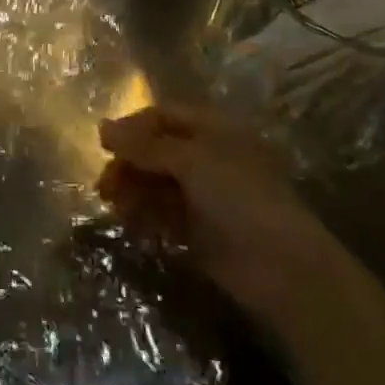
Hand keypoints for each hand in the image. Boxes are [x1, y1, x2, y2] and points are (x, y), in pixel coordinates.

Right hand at [97, 105, 343, 324]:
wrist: (281, 267)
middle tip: (104, 184)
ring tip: (113, 204)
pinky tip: (129, 222)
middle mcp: (208, 157)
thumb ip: (145, 145)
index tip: (103, 144)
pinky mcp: (199, 230)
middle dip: (129, 163)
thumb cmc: (239, 197)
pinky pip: (162, 214)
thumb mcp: (191, 160)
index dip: (132, 126)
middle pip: (156, 150)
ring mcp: (204, 195)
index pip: (163, 116)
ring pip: (156, 183)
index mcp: (214, 129)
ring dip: (132, 189)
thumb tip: (102, 129)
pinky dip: (143, 215)